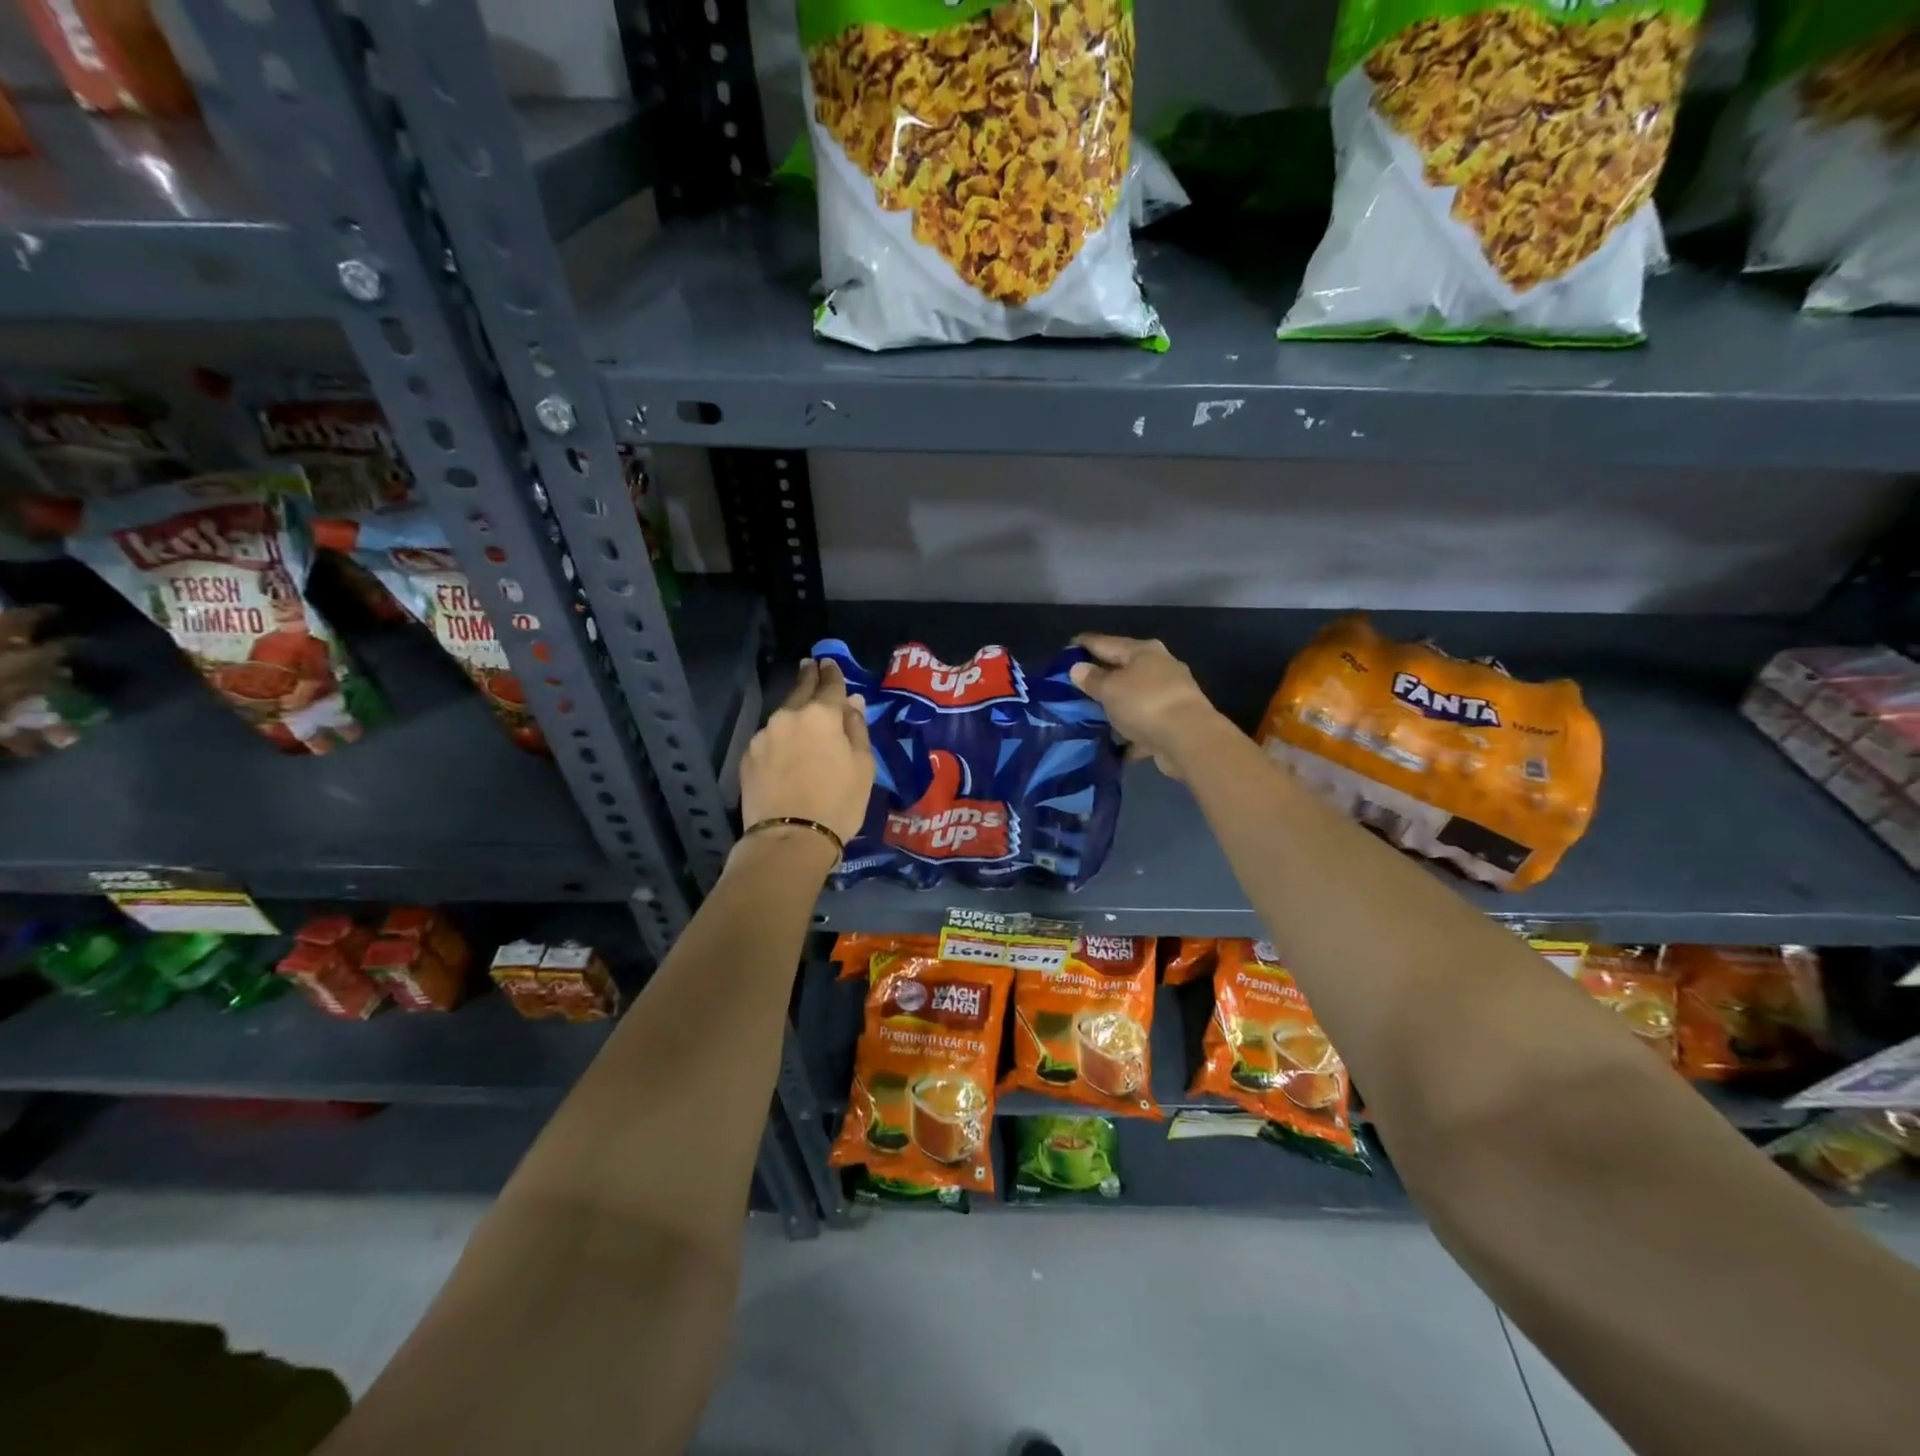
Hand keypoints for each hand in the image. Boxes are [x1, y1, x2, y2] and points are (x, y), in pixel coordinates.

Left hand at [740, 658, 874, 845]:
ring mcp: (763, 736)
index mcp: (821, 715)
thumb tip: (852, 703)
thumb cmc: (838, 803)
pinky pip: (769, 738)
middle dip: (807, 677)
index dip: (832, 672)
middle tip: (810, 667)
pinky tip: (785, 748)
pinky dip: (779, 737)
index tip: (829, 662)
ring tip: (800, 714)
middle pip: (800, 690)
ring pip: (782, 715)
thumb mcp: (862, 767)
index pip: (829, 684)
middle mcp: (788, 716)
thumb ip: (857, 729)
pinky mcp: (748, 757)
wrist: (789, 839)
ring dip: (793, 711)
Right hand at [1069, 634, 1224, 780]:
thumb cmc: (1144, 703)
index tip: (1069, 646)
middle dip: (1103, 677)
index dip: (1086, 644)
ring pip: (1135, 698)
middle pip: (1125, 669)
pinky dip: (1130, 732)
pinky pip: (1144, 724)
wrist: (1188, 739)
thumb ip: (1092, 679)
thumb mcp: (1110, 689)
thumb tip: (1078, 668)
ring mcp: (1170, 696)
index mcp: (1143, 651)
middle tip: (1077, 684)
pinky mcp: (1175, 722)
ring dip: (1117, 706)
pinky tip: (1114, 742)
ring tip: (1092, 715)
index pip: (1107, 642)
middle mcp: (1160, 668)